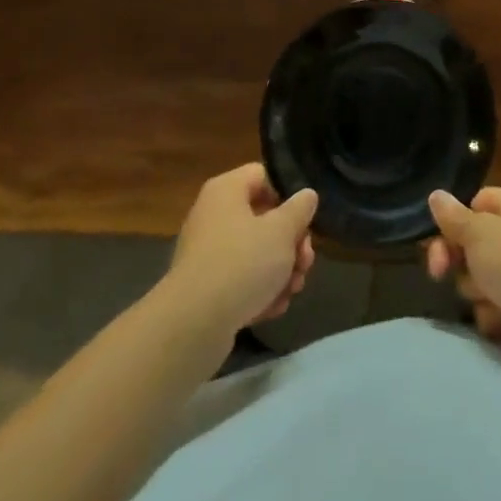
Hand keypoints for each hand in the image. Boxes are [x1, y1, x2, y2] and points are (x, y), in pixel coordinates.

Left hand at [166, 164, 317, 333]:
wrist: (193, 324)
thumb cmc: (242, 263)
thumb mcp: (281, 232)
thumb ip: (299, 210)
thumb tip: (306, 195)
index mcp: (226, 190)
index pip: (262, 175)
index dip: (287, 195)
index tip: (304, 220)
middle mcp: (213, 215)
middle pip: (263, 218)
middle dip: (290, 243)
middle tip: (305, 263)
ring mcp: (207, 253)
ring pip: (255, 253)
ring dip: (280, 271)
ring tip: (292, 291)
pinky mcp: (206, 287)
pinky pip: (240, 280)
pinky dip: (259, 291)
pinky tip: (273, 308)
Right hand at [425, 186, 500, 380]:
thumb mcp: (479, 234)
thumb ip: (453, 217)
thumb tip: (435, 195)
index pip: (476, 203)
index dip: (455, 222)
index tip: (438, 240)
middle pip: (475, 242)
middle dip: (459, 261)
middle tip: (440, 272)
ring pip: (482, 277)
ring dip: (478, 291)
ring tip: (492, 299)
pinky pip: (498, 305)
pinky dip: (496, 314)